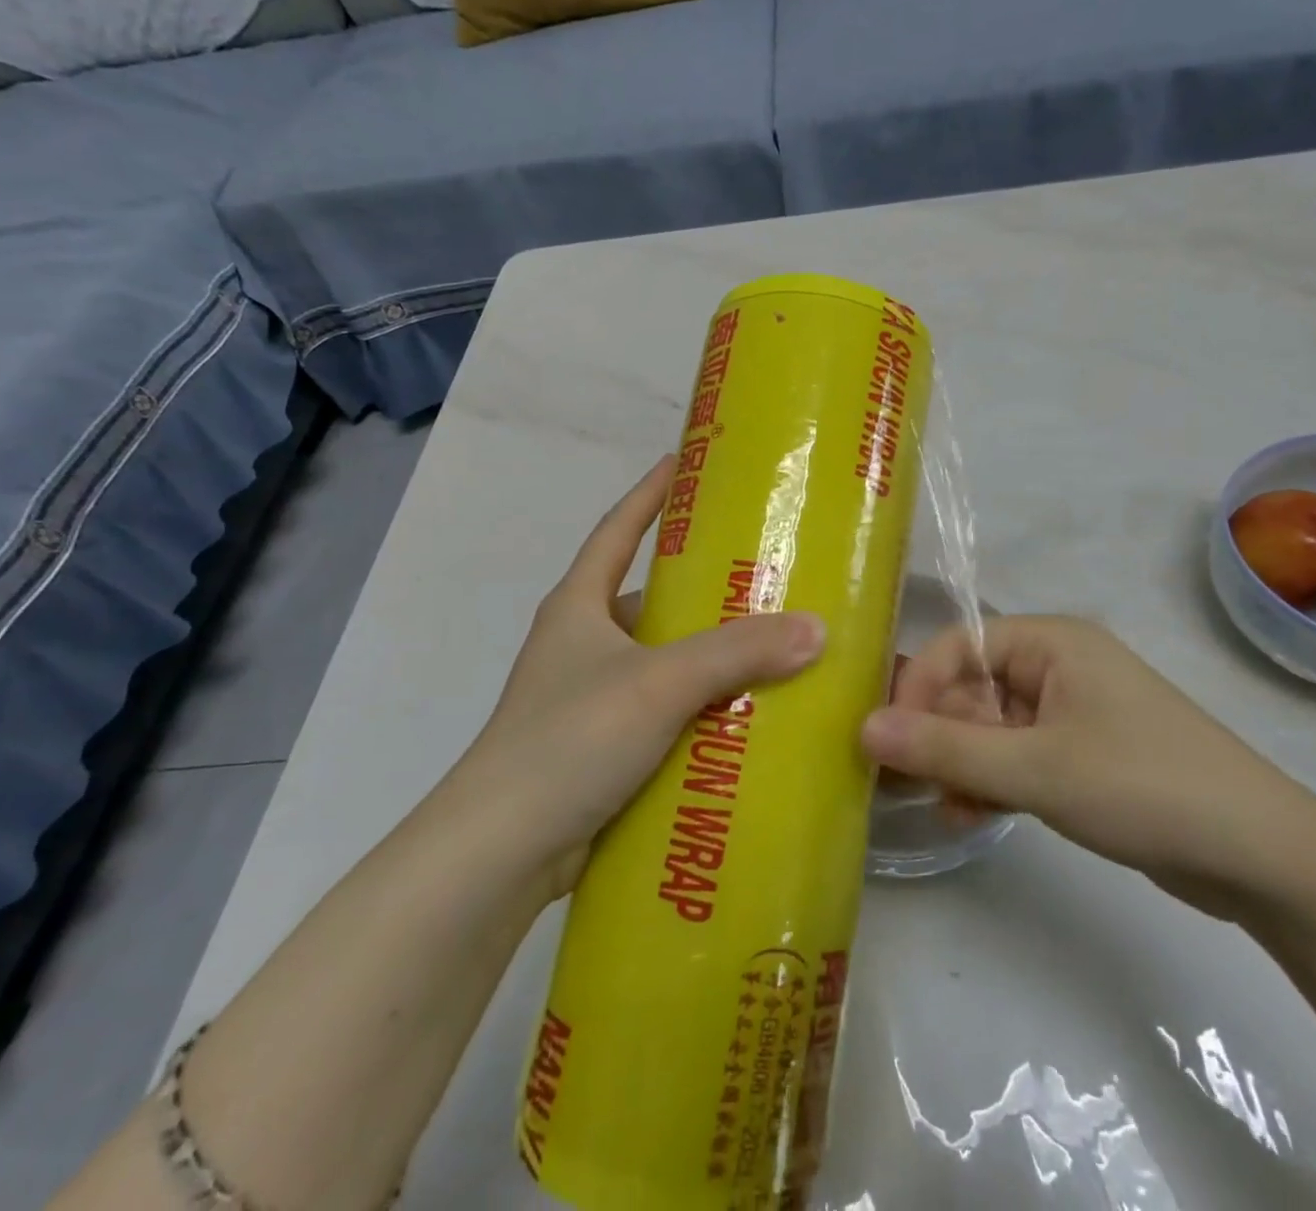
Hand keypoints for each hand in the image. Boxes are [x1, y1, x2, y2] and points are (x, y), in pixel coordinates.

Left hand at [452, 456, 824, 899]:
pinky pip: (663, 713)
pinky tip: (746, 717)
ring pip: (661, 661)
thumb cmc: (569, 739)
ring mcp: (589, 698)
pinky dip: (699, 710)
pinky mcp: (601, 748)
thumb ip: (737, 653)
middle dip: (701, 588)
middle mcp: (581, 643)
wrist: (500, 852)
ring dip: (707, 657)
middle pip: (648, 598)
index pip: (616, 530)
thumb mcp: (658, 683)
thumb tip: (816, 629)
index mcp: (579, 606)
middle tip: (765, 576)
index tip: (686, 463)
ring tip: (773, 647)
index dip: (649, 494)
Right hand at [865, 615, 1315, 916]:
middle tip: (907, 782)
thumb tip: (864, 728)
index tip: (887, 739)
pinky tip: (973, 815)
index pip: (958, 645)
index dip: (917, 687)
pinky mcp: (1082, 754)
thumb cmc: (1143, 787)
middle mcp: (1057, 665)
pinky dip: (992, 780)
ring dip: (962, 762)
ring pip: (990, 726)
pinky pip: (1017, 755)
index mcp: (1050, 642)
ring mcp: (1071, 711)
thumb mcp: (1035, 768)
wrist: (1262, 858)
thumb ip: (945, 748)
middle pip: (970, 686)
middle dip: (938, 733)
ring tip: (945, 805)